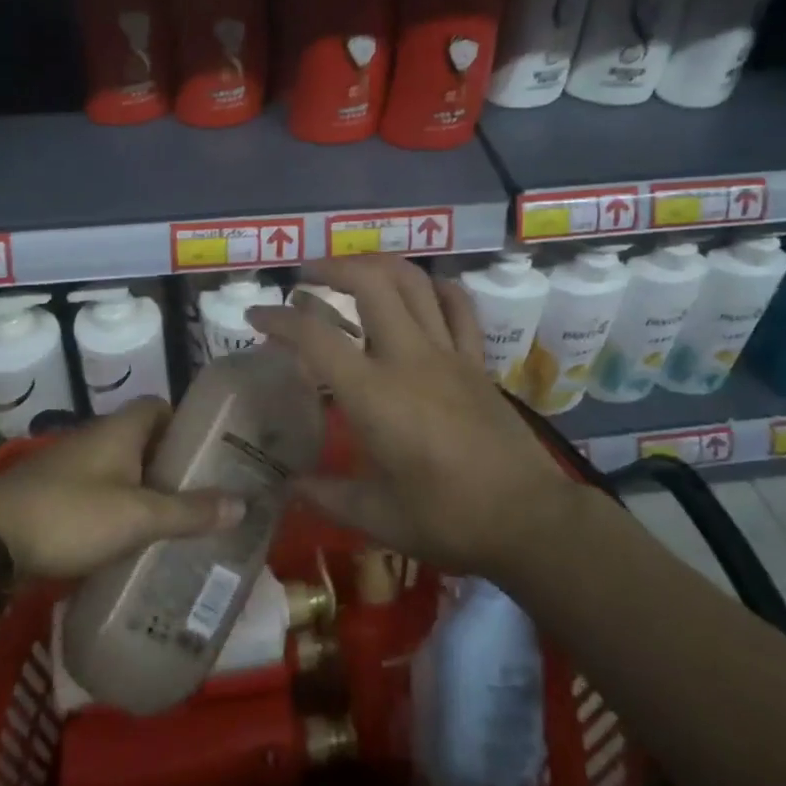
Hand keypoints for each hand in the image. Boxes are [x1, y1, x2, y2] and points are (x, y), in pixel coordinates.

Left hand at [0, 400, 244, 579]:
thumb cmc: (72, 515)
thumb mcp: (139, 517)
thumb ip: (190, 512)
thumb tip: (244, 504)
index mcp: (120, 429)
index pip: (159, 406)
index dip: (185, 422)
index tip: (209, 449)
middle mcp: (96, 438)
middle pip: (142, 439)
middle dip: (169, 462)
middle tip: (201, 490)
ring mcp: (70, 467)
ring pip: (119, 470)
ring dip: (143, 488)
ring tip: (174, 519)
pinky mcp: (51, 496)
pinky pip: (96, 494)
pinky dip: (116, 509)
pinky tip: (129, 540)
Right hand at [249, 256, 574, 578]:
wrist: (529, 520)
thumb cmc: (448, 520)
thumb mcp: (377, 518)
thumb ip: (326, 496)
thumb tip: (288, 485)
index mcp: (375, 395)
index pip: (316, 338)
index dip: (279, 320)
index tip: (257, 317)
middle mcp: (409, 358)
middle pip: (370, 283)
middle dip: (331, 267)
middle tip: (306, 278)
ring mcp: (448, 353)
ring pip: (414, 282)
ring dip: (378, 265)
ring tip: (354, 272)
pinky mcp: (477, 360)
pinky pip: (458, 307)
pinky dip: (436, 287)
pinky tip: (420, 289)